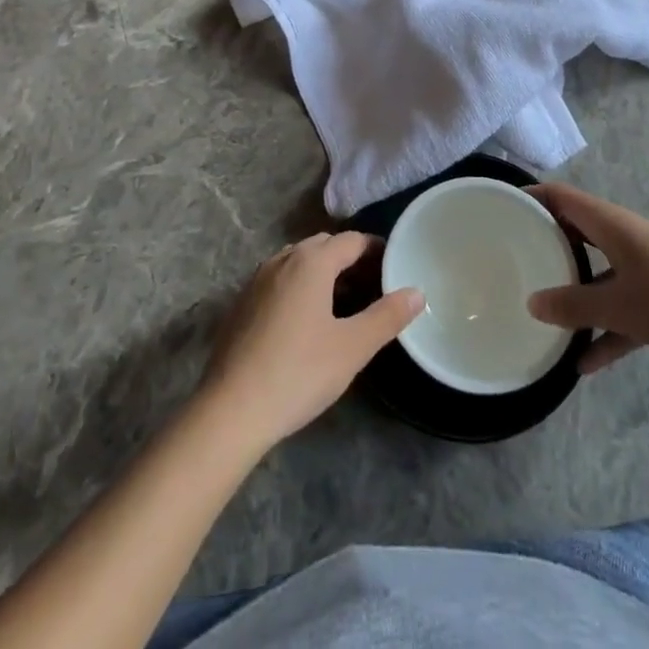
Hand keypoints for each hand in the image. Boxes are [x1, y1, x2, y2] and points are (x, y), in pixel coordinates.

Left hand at [199, 232, 422, 452]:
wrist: (231, 408)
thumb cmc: (299, 372)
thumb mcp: (352, 347)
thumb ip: (387, 316)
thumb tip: (417, 292)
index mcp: (311, 262)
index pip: (352, 240)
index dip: (376, 249)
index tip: (395, 265)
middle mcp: (283, 259)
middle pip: (323, 246)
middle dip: (350, 258)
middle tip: (373, 285)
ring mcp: (258, 279)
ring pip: (298, 261)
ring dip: (323, 272)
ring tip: (343, 302)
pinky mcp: (242, 302)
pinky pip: (279, 280)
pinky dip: (299, 286)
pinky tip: (306, 320)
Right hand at [526, 182, 648, 373]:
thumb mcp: (617, 306)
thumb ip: (573, 305)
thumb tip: (532, 303)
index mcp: (608, 223)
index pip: (560, 196)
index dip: (531, 197)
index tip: (502, 208)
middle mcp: (623, 235)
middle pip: (577, 230)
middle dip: (547, 243)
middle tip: (515, 259)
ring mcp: (643, 264)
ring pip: (598, 270)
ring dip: (575, 289)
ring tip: (544, 312)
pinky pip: (622, 305)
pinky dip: (606, 327)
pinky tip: (586, 363)